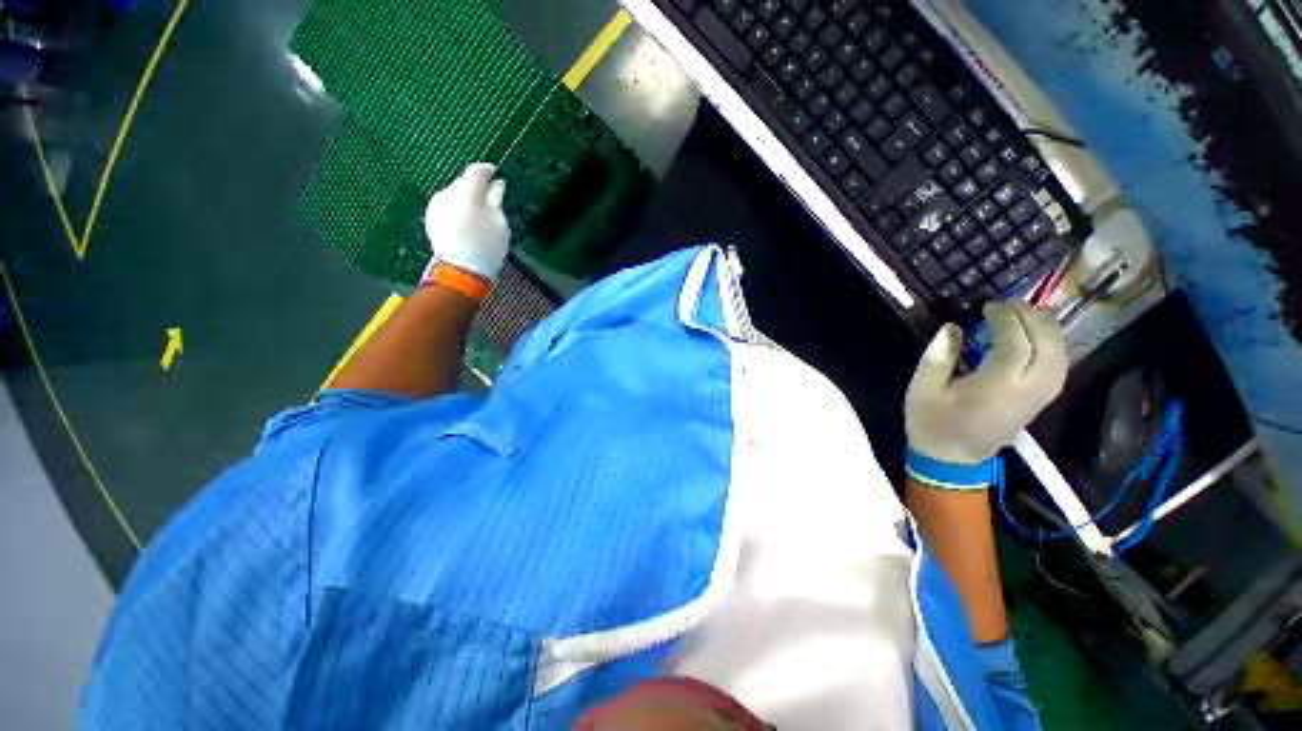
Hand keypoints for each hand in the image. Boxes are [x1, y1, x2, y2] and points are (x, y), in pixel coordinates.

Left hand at [423, 163, 509, 281]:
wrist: (461, 269)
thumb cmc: (486, 246)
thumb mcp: (499, 223)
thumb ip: (496, 199)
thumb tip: (497, 184)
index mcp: (466, 192)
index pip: (476, 171)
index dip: (488, 171)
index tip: (497, 175)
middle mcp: (447, 193)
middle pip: (463, 182)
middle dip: (477, 188)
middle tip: (490, 202)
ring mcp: (436, 205)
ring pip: (454, 194)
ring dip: (466, 199)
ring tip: (478, 216)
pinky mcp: (431, 216)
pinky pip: (447, 205)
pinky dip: (457, 209)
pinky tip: (466, 223)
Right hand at [906, 301, 1066, 464]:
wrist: (951, 459)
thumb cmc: (931, 423)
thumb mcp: (921, 390)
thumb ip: (936, 357)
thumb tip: (953, 327)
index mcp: (994, 389)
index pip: (1015, 346)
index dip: (1006, 320)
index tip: (989, 305)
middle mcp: (1025, 392)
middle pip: (1047, 349)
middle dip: (1033, 320)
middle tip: (1013, 303)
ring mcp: (1037, 399)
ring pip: (1059, 359)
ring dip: (1049, 331)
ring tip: (1031, 313)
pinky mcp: (1039, 403)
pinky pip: (1058, 369)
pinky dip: (1054, 347)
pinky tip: (1040, 337)